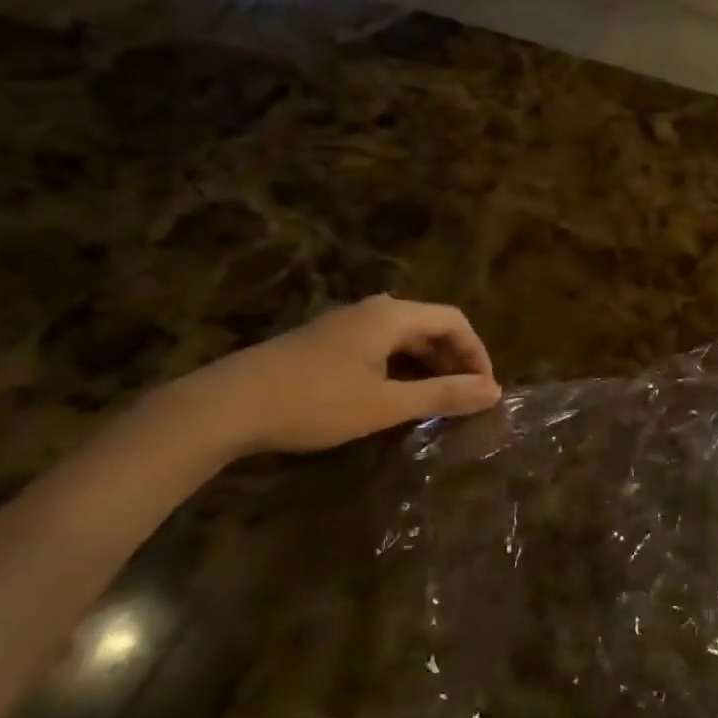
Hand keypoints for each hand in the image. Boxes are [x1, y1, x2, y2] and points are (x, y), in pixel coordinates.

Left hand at [163, 296, 500, 459]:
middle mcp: (372, 310)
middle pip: (430, 326)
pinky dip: (401, 367)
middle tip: (465, 398)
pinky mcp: (324, 343)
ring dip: (428, 365)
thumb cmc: (314, 402)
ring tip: (437, 400)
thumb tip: (493, 392)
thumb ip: (442, 395)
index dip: (477, 353)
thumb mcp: (385, 404)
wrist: (223, 407)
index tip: (484, 389)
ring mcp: (344, 325)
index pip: (454, 320)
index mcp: (391, 315)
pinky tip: (395, 396)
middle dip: (455, 360)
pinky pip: (380, 346)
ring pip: (404, 337)